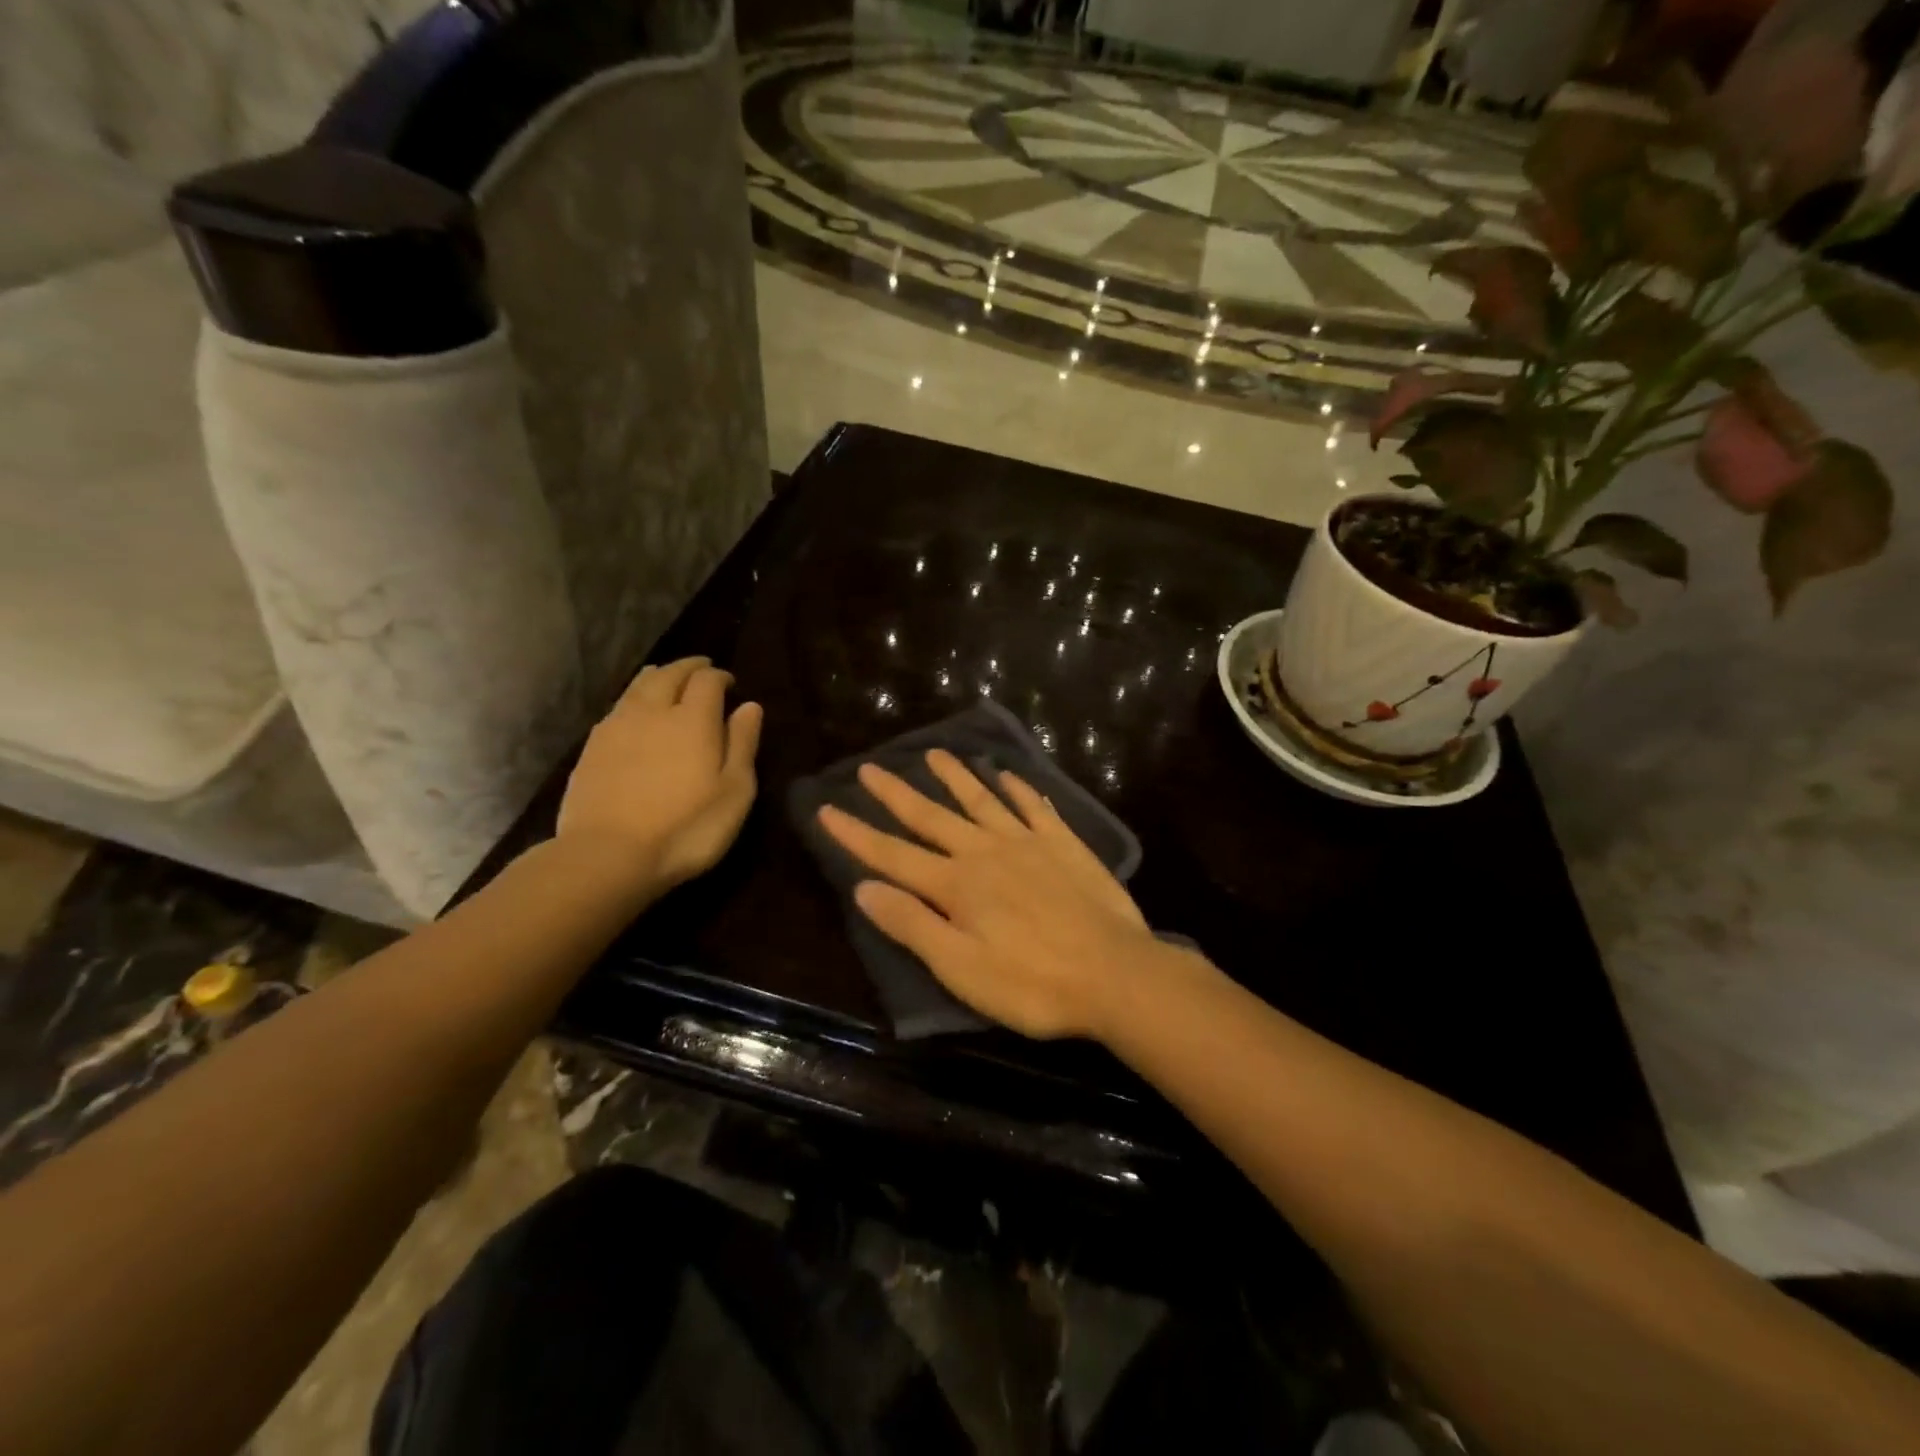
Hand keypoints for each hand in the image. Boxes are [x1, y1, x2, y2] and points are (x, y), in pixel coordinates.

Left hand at [557, 658, 762, 890]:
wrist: (608, 855)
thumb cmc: (686, 828)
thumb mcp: (734, 791)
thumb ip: (743, 744)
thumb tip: (750, 705)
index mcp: (693, 719)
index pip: (707, 680)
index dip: (720, 676)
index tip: (730, 684)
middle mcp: (653, 711)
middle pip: (669, 674)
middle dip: (688, 667)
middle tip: (701, 670)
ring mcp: (617, 727)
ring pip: (638, 686)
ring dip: (658, 677)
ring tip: (668, 679)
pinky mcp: (592, 747)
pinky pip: (617, 707)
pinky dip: (633, 700)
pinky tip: (635, 713)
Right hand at [818, 750, 1168, 1039]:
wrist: (1115, 974)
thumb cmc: (1032, 983)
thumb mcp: (960, 968)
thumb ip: (912, 924)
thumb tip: (864, 888)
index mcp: (956, 885)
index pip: (892, 854)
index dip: (856, 834)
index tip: (828, 808)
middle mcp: (985, 852)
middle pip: (931, 817)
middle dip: (897, 793)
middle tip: (870, 767)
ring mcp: (1027, 843)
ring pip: (981, 801)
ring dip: (956, 777)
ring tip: (935, 754)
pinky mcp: (1063, 844)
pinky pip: (1035, 807)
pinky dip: (1019, 789)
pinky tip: (1009, 775)